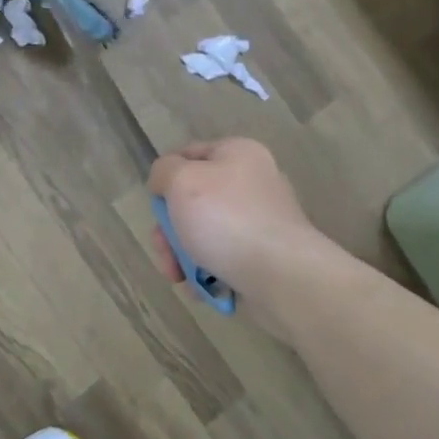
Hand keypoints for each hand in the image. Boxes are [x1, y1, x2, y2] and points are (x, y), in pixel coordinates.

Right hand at [147, 138, 330, 289]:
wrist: (281, 276)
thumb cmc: (226, 219)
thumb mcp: (181, 180)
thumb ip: (163, 170)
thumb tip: (165, 182)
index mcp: (238, 153)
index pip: (187, 155)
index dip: (165, 178)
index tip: (156, 205)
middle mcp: (252, 181)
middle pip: (192, 200)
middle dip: (170, 229)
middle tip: (165, 250)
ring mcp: (260, 220)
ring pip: (203, 231)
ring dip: (183, 254)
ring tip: (179, 276)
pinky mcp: (264, 254)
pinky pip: (223, 256)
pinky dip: (207, 270)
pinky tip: (202, 285)